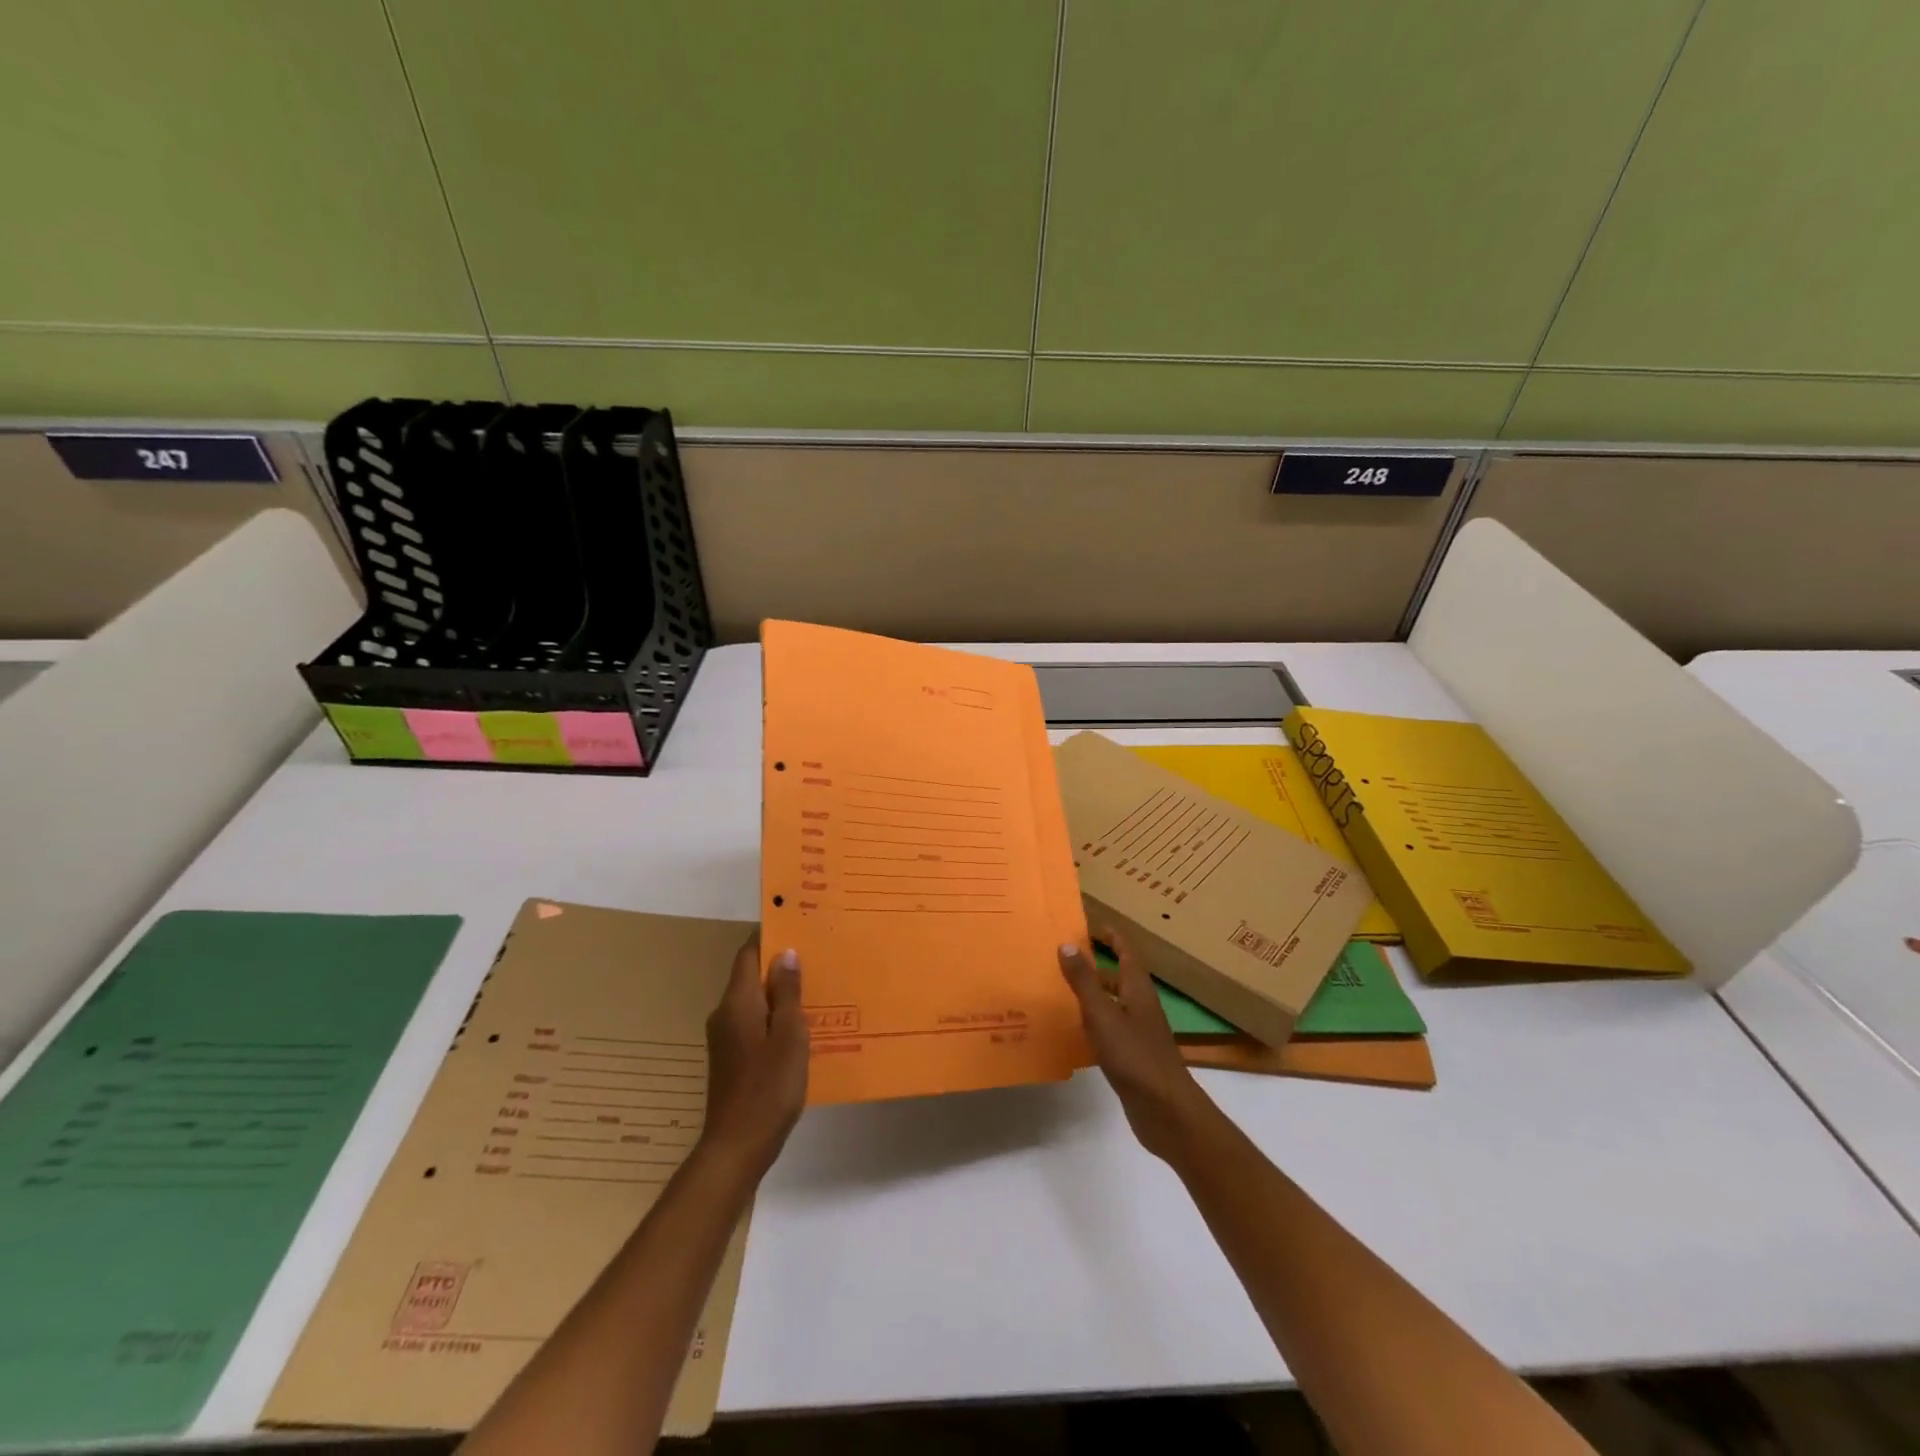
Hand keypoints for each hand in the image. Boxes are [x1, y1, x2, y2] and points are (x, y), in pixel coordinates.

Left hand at [700, 932, 808, 1175]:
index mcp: (737, 1002)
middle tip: (817, 955)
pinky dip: (774, 1016)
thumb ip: (788, 993)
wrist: (737, 1146)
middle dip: (779, 964)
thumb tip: (785, 953)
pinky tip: (800, 1026)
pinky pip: (753, 1022)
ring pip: (753, 1001)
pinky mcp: (730, 1058)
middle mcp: (725, 1014)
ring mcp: (725, 1038)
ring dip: (779, 992)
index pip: (748, 953)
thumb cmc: (768, 1087)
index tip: (797, 925)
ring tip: (815, 987)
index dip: (769, 936)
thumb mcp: (789, 1035)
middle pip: (750, 976)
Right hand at [1058, 930, 1213, 1162]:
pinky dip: (1094, 1023)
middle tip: (1067, 957)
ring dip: (1094, 994)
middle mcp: (1141, 1007)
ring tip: (1063, 990)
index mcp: (1138, 991)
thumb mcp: (1103, 1015)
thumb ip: (1084, 981)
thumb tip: (1067, 944)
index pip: (1127, 953)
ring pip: (1114, 1004)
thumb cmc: (1135, 1056)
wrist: (1165, 1111)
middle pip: (1121, 978)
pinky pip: (1111, 1030)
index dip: (1113, 937)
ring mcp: (1139, 1034)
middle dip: (1098, 965)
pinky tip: (1074, 1031)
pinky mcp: (1133, 1057)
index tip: (1092, 925)